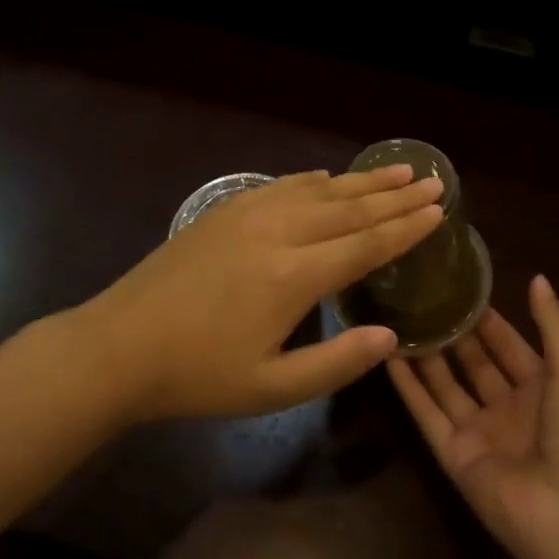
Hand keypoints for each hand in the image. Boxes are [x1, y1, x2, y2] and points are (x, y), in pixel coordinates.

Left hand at [76, 166, 444, 422]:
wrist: (121, 345)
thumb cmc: (198, 375)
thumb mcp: (271, 389)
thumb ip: (336, 362)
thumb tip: (390, 338)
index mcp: (294, 276)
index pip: (366, 244)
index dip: (405, 227)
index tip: (438, 211)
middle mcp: (279, 232)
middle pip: (350, 208)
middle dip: (396, 195)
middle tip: (432, 180)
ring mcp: (249, 214)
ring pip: (320, 189)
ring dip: (362, 180)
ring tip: (398, 169)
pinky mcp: (226, 210)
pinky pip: (283, 185)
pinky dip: (315, 180)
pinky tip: (329, 176)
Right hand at [389, 275, 558, 558]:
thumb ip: (552, 325)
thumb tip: (537, 276)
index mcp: (541, 388)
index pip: (508, 344)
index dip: (487, 318)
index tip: (459, 285)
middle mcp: (507, 407)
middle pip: (473, 362)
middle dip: (452, 332)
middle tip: (421, 295)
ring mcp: (478, 431)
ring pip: (445, 384)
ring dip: (425, 354)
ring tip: (400, 316)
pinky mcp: (452, 454)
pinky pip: (426, 413)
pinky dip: (407, 388)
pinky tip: (388, 356)